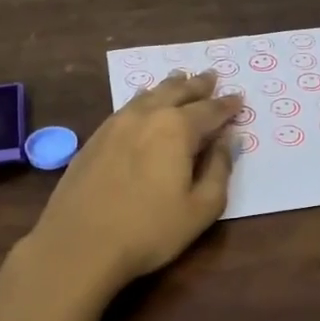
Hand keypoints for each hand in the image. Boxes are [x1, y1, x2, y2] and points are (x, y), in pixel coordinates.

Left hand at [0, 70, 238, 320]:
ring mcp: (116, 124)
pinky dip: (144, 98)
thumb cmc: (149, 230)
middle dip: (198, 85)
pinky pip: (127, 106)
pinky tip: (143, 101)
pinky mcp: (95, 138)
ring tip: (181, 78)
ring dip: (170, 86)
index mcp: (177, 129)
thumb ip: (219, 169)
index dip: (227, 105)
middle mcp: (147, 116)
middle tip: (212, 76)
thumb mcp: (201, 208)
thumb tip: (229, 139)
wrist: (79, 244)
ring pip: (149, 94)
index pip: (210, 110)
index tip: (240, 98)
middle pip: (178, 92)